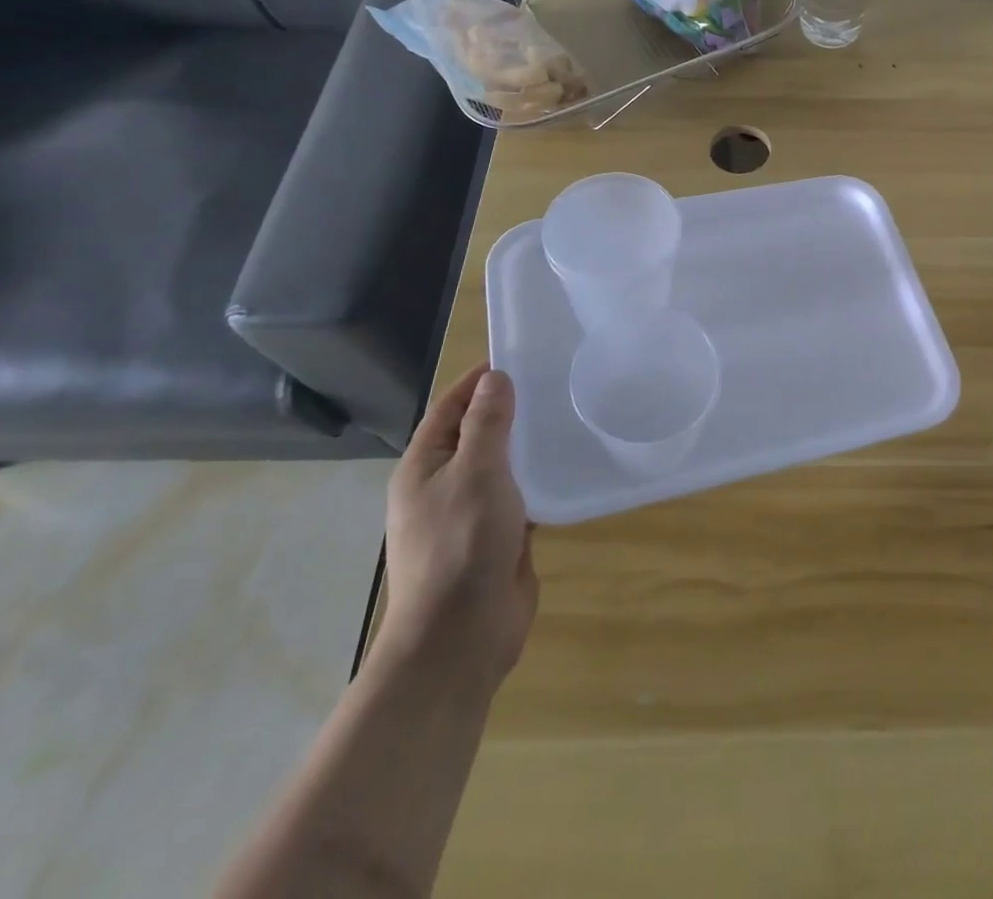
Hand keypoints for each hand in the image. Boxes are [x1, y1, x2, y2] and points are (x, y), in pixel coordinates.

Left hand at [380, 364, 537, 680]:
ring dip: (526, 445)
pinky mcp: (498, 538)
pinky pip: (519, 496)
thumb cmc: (461, 543)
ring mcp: (470, 515)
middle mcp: (442, 486)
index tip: (516, 356)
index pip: (449, 408)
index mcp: (423, 467)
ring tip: (566, 417)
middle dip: (508, 409)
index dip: (477, 381)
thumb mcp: (476, 471)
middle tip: (552, 383)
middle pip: (475, 434)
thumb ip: (486, 423)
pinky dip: (539, 479)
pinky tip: (568, 466)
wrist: (461, 636)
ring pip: (500, 466)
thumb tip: (494, 379)